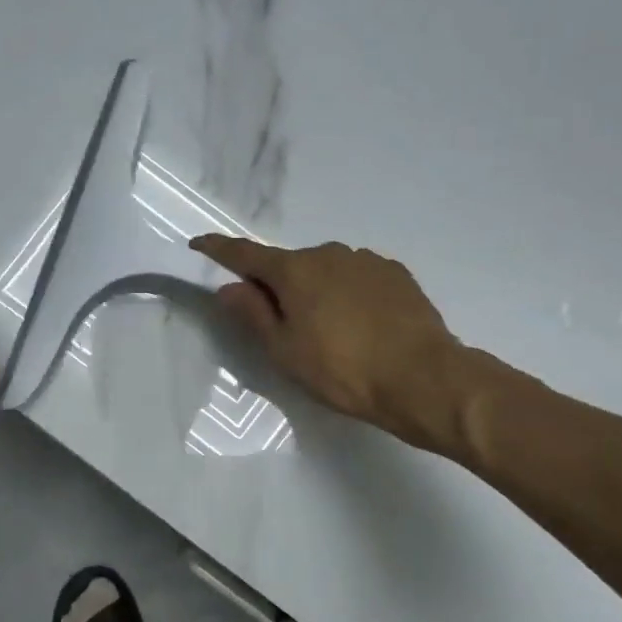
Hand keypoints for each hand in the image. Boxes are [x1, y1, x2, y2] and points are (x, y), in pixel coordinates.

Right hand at [191, 236, 462, 446]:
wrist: (423, 378)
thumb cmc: (343, 370)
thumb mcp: (285, 351)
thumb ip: (253, 314)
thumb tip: (228, 287)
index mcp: (294, 271)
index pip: (245, 253)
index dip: (218, 249)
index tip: (199, 243)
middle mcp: (329, 253)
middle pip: (289, 265)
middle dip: (278, 286)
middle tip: (282, 326)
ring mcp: (366, 260)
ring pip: (326, 271)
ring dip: (317, 290)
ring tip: (330, 332)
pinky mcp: (396, 274)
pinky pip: (357, 278)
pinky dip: (348, 294)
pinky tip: (362, 325)